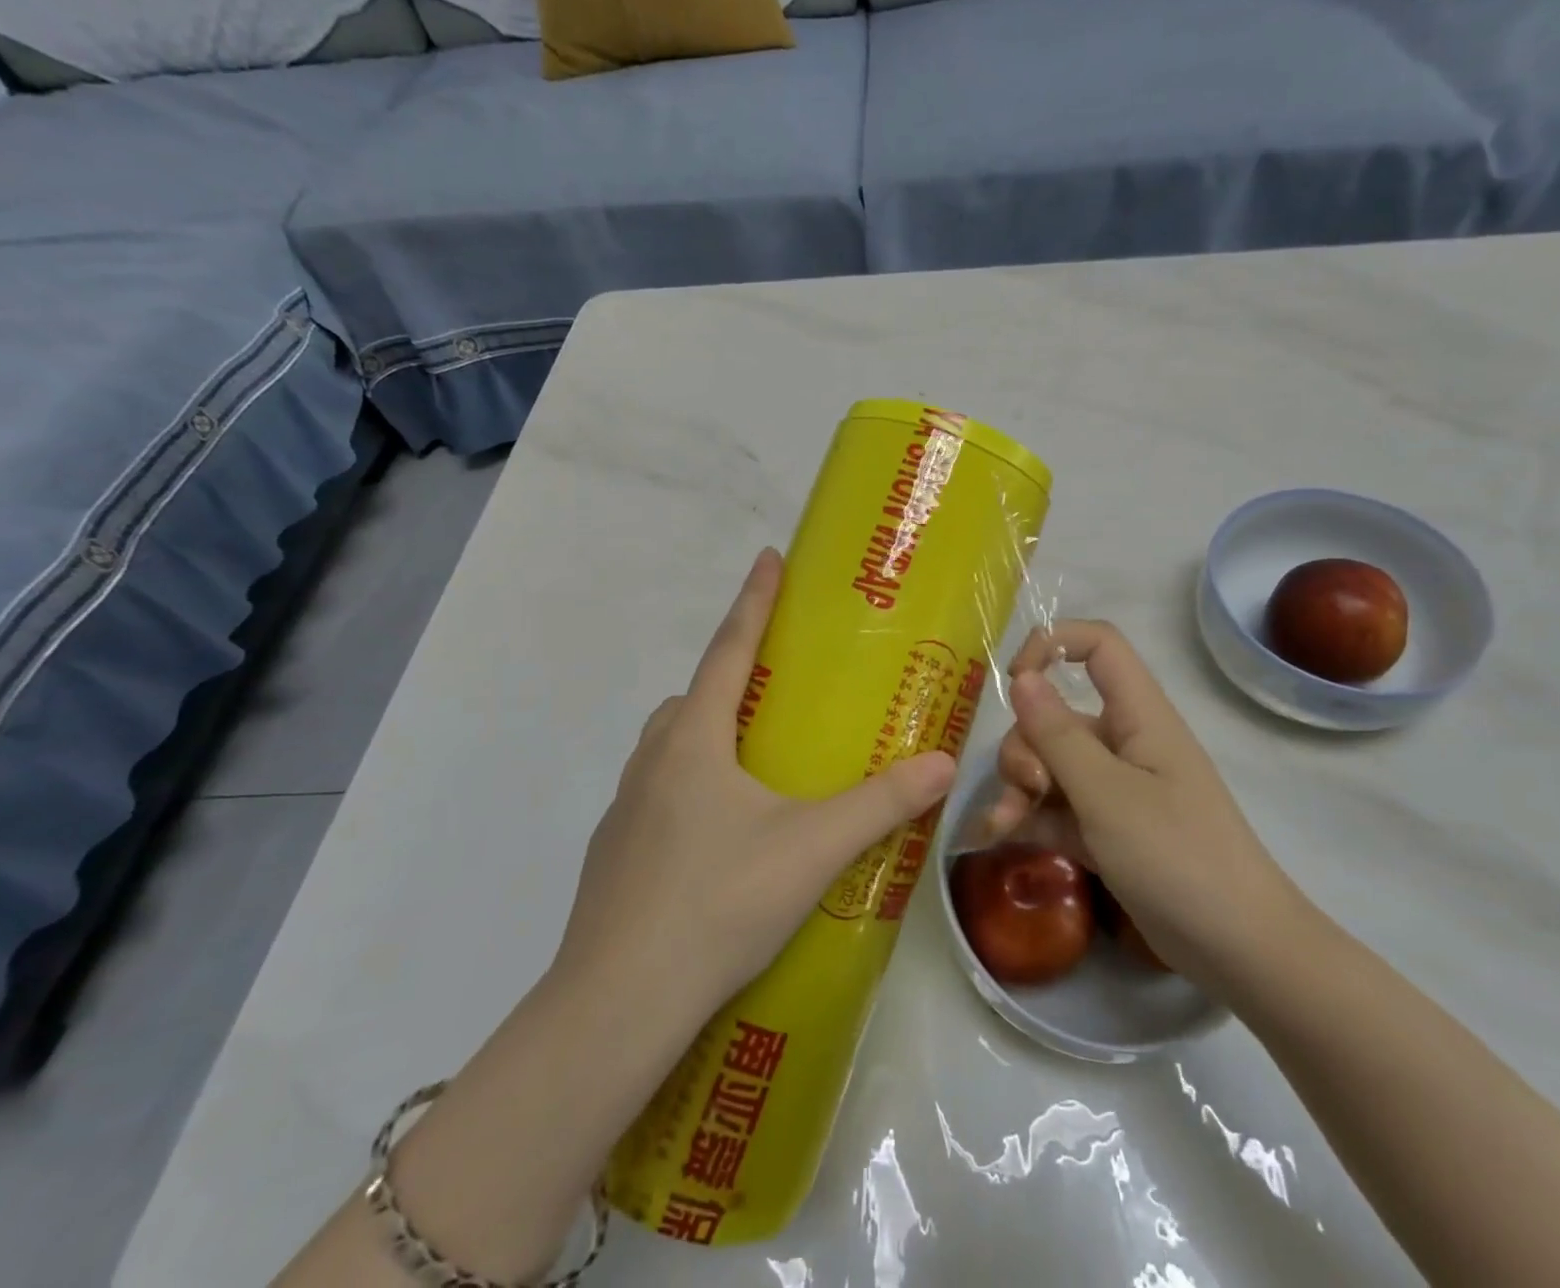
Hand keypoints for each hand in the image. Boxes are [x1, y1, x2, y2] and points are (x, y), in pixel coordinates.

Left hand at [555, 548, 956, 1024]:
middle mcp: (653, 761)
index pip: (729, 649)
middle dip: (732, 679)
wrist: (618, 1002)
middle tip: (776, 692)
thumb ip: (881, 804)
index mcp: (694, 740)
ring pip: (671, 746)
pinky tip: (721, 837)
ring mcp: (626, 809)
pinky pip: (659, 793)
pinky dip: (691, 788)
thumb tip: (944, 763)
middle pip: (694, 697)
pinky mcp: (615, 853)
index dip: (753, 600)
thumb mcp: (812, 848)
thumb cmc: (718, 902)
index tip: (769, 557)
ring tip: (756, 768)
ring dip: (709, 736)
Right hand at [981, 620, 1297, 989]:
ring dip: (1017, 787)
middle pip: (1056, 715)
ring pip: (1048, 764)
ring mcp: (1114, 788)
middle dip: (1025, 746)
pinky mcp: (1105, 828)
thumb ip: (1058, 736)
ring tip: (1003, 826)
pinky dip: (1028, 817)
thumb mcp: (1107, 794)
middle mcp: (1124, 742)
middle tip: (1027, 789)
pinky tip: (999, 838)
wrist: (1238, 950)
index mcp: (1139, 716)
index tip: (1014, 680)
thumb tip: (1021, 679)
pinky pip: (1054, 807)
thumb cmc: (1178, 857)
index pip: (1098, 646)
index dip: (1053, 645)